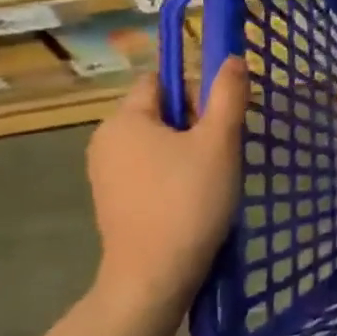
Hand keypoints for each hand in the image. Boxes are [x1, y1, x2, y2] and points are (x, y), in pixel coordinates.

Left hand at [87, 58, 247, 315]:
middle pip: (160, 110)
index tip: (220, 119)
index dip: (196, 90)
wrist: (154, 277)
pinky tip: (194, 198)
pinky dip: (174, 175)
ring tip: (213, 177)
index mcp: (124, 119)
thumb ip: (227, 95)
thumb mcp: (219, 141)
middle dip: (196, 123)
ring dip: (189, 150)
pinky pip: (150, 170)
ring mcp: (106, 174)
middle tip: (223, 151)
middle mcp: (106, 140)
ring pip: (158, 142)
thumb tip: (230, 57)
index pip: (162, 80)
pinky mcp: (114, 201)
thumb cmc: (188, 201)